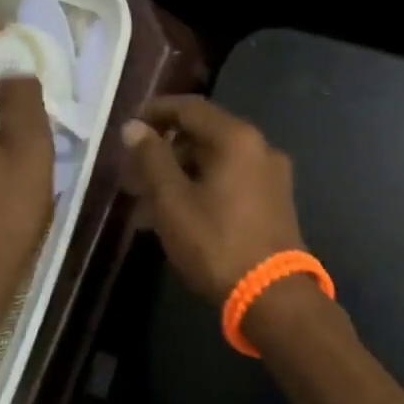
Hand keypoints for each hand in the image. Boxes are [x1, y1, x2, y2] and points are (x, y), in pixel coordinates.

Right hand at [120, 96, 305, 303]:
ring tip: (146, 207)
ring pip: (215, 162)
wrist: (272, 295)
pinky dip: (202, 189)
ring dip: (179, 176)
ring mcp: (272, 175)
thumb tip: (134, 127)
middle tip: (132, 178)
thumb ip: (151, 159)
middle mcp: (260, 147)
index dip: (155, 113)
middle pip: (203, 136)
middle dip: (163, 153)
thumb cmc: (216, 242)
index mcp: (237, 138)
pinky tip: (177, 218)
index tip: (128, 129)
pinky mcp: (275, 201)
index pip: (189, 108)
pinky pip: (231, 182)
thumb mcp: (172, 201)